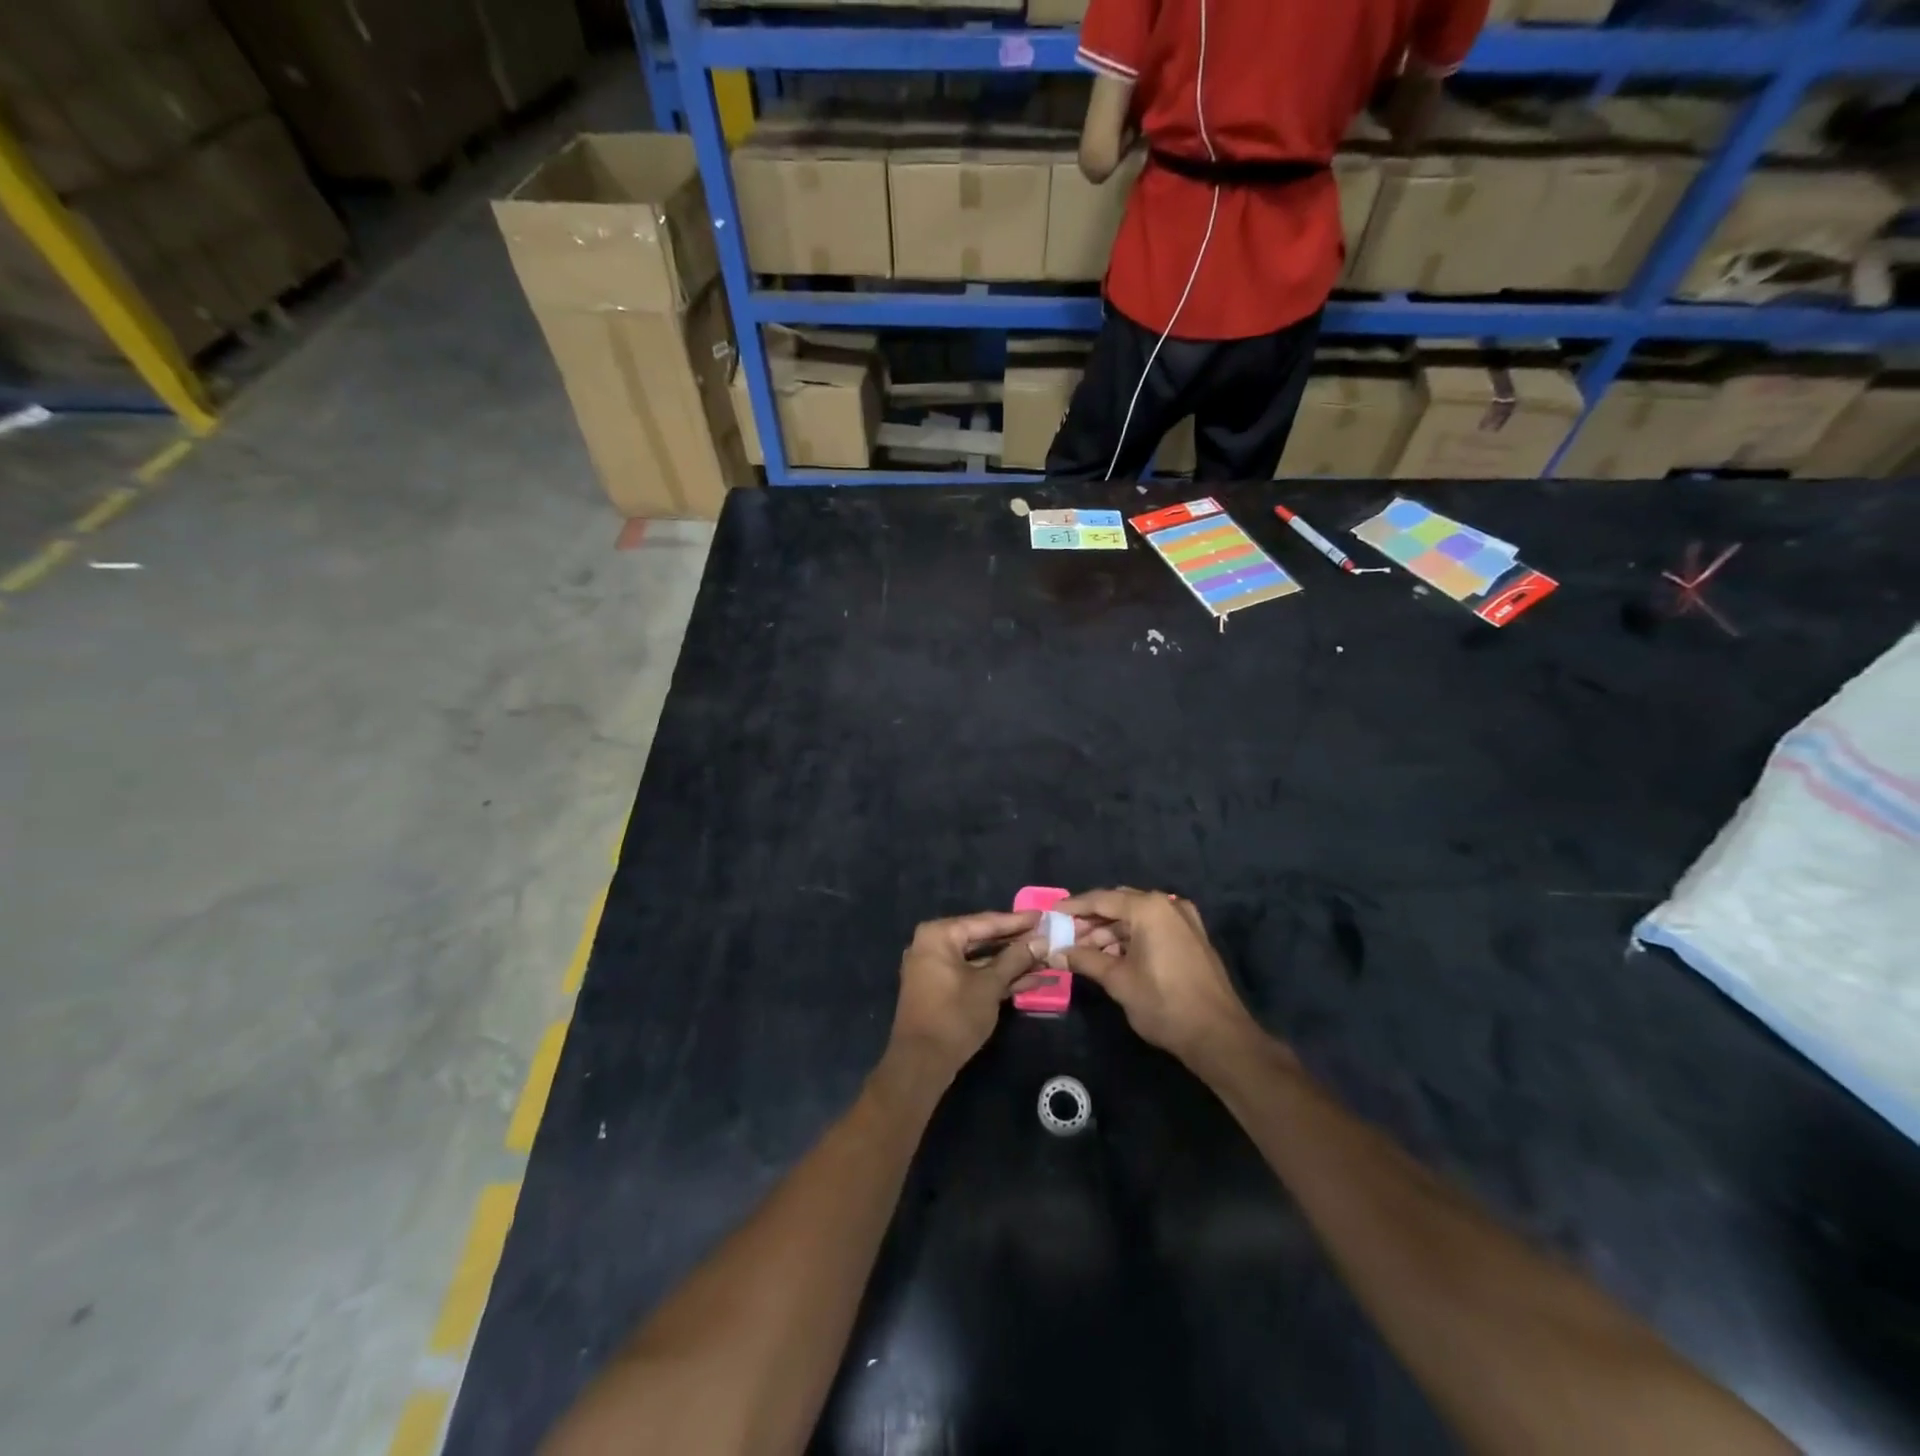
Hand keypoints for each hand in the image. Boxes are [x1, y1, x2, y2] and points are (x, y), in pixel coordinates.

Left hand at [885, 911, 1044, 1081]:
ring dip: (1012, 963)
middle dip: (1017, 943)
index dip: (1017, 921)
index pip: (985, 922)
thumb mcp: (990, 985)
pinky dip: (998, 978)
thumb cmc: (954, 1015)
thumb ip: (1016, 959)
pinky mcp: (943, 990)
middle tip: (1047, 937)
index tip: (1043, 916)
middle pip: (983, 939)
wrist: (921, 1064)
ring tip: (1046, 960)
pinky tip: (1031, 980)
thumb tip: (1041, 940)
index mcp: (939, 935)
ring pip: (981, 960)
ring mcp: (937, 969)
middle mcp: (934, 945)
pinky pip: (974, 976)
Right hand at [1060, 889, 1265, 1068]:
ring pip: (1136, 918)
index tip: (1050, 914)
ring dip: (1110, 932)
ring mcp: (1183, 921)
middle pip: (1119, 905)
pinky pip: (1153, 928)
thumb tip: (1055, 953)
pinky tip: (1112, 957)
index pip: (1101, 899)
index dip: (1073, 907)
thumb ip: (1085, 960)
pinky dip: (1131, 938)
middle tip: (1065, 936)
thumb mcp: (1118, 981)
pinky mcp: (1192, 938)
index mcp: (1149, 908)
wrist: (1219, 1036)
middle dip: (1091, 921)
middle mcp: (1168, 905)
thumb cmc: (1164, 1003)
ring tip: (1085, 953)